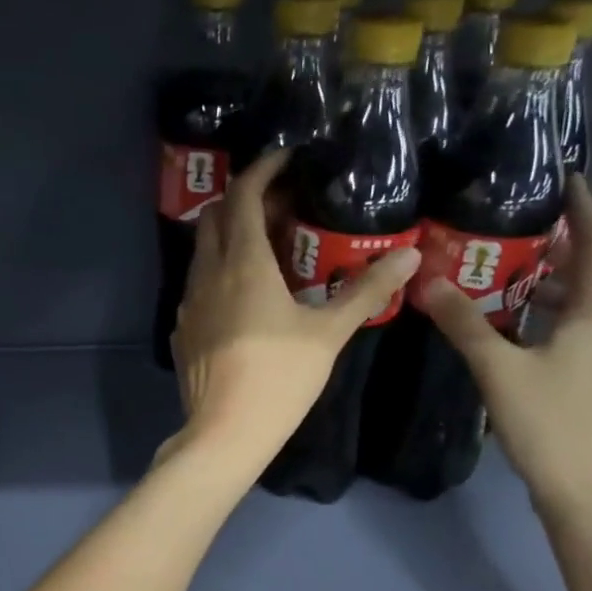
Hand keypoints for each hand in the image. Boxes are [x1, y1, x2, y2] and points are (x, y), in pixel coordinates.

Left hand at [167, 149, 419, 470]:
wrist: (224, 432)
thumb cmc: (279, 378)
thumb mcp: (328, 334)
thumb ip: (365, 291)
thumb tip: (409, 255)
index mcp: (243, 264)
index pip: (245, 196)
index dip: (264, 169)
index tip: (287, 158)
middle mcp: (207, 274)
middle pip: (216, 217)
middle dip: (246, 200)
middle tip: (282, 205)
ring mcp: (188, 304)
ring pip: (203, 252)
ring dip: (229, 237)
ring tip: (266, 248)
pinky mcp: (183, 331)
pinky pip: (197, 286)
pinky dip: (218, 273)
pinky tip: (241, 297)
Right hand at [417, 175, 591, 526]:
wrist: (585, 489)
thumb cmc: (547, 422)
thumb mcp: (497, 369)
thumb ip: (463, 323)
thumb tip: (427, 282)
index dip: (584, 211)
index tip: (567, 181)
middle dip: (588, 250)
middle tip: (541, 246)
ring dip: (575, 286)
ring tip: (523, 284)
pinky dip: (569, 317)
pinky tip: (527, 333)